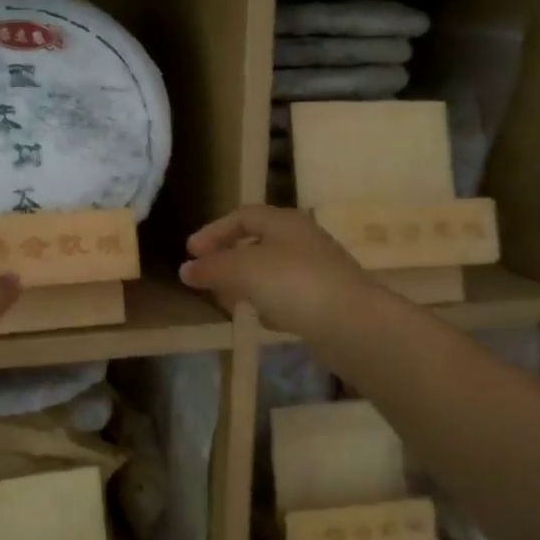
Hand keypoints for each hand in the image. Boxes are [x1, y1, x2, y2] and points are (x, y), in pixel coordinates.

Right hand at [179, 206, 376, 336]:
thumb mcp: (244, 270)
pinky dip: (269, 303)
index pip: (242, 216)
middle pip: (258, 242)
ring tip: (228, 301)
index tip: (190, 253)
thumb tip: (186, 269)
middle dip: (229, 259)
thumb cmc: (294, 284)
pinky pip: (289, 296)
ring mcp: (318, 271)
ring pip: (273, 271)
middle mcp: (303, 240)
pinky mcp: (325, 300)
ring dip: (247, 283)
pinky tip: (261, 319)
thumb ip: (213, 267)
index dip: (214, 231)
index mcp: (285, 222)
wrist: (352, 324)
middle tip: (207, 277)